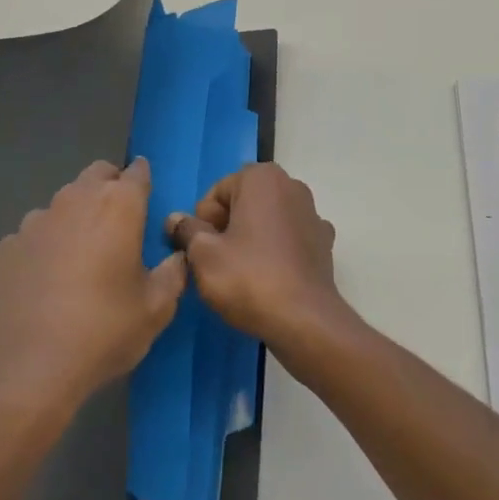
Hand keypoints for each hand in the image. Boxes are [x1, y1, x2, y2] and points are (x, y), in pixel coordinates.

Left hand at [0, 158, 186, 420]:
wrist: (26, 370)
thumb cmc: (103, 332)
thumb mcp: (157, 308)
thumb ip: (174, 272)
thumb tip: (178, 255)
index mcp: (118, 206)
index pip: (136, 172)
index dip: (144, 178)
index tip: (147, 192)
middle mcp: (75, 200)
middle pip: (96, 175)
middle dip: (110, 187)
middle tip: (120, 221)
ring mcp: (35, 221)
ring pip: (63, 203)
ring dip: (77, 216)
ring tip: (82, 256)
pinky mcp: (6, 246)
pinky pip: (35, 234)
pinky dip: (46, 244)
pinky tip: (47, 280)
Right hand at [165, 163, 351, 355]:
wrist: (305, 321)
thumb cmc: (249, 279)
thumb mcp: (203, 256)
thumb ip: (186, 231)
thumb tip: (174, 219)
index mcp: (262, 178)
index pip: (216, 194)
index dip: (203, 224)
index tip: (204, 251)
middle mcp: (291, 186)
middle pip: (243, 203)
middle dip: (228, 228)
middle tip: (219, 264)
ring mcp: (312, 213)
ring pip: (266, 221)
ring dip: (252, 239)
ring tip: (244, 274)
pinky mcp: (324, 242)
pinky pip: (289, 240)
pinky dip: (277, 252)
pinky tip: (271, 278)